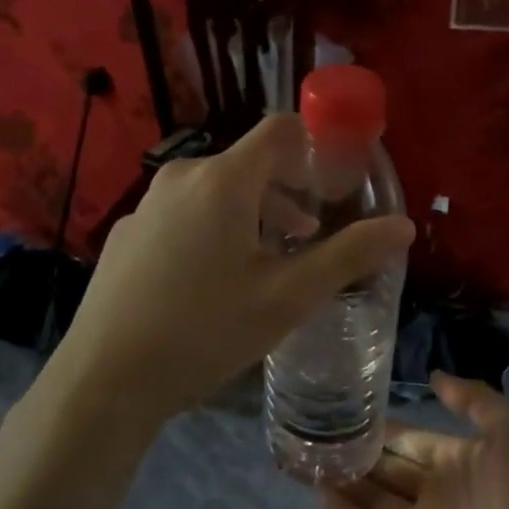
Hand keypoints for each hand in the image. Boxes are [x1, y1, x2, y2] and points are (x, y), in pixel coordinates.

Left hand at [47, 115, 413, 433]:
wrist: (104, 379)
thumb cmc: (206, 331)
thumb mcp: (288, 297)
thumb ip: (349, 255)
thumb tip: (403, 225)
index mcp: (224, 180)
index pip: (281, 129)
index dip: (317, 144)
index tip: (341, 180)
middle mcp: (182, 177)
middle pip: (250, 163)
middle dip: (289, 190)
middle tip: (312, 234)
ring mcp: (147, 204)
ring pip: (216, 190)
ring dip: (253, 213)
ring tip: (271, 260)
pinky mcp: (128, 232)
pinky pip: (184, 213)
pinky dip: (213, 228)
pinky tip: (213, 281)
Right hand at [322, 375, 508, 508]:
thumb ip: (472, 399)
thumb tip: (433, 375)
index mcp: (460, 458)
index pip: (410, 441)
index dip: (381, 429)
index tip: (345, 412)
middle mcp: (439, 492)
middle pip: (389, 471)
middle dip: (357, 456)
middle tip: (313, 438)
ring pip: (378, 502)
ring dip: (347, 485)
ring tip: (308, 465)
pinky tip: (323, 500)